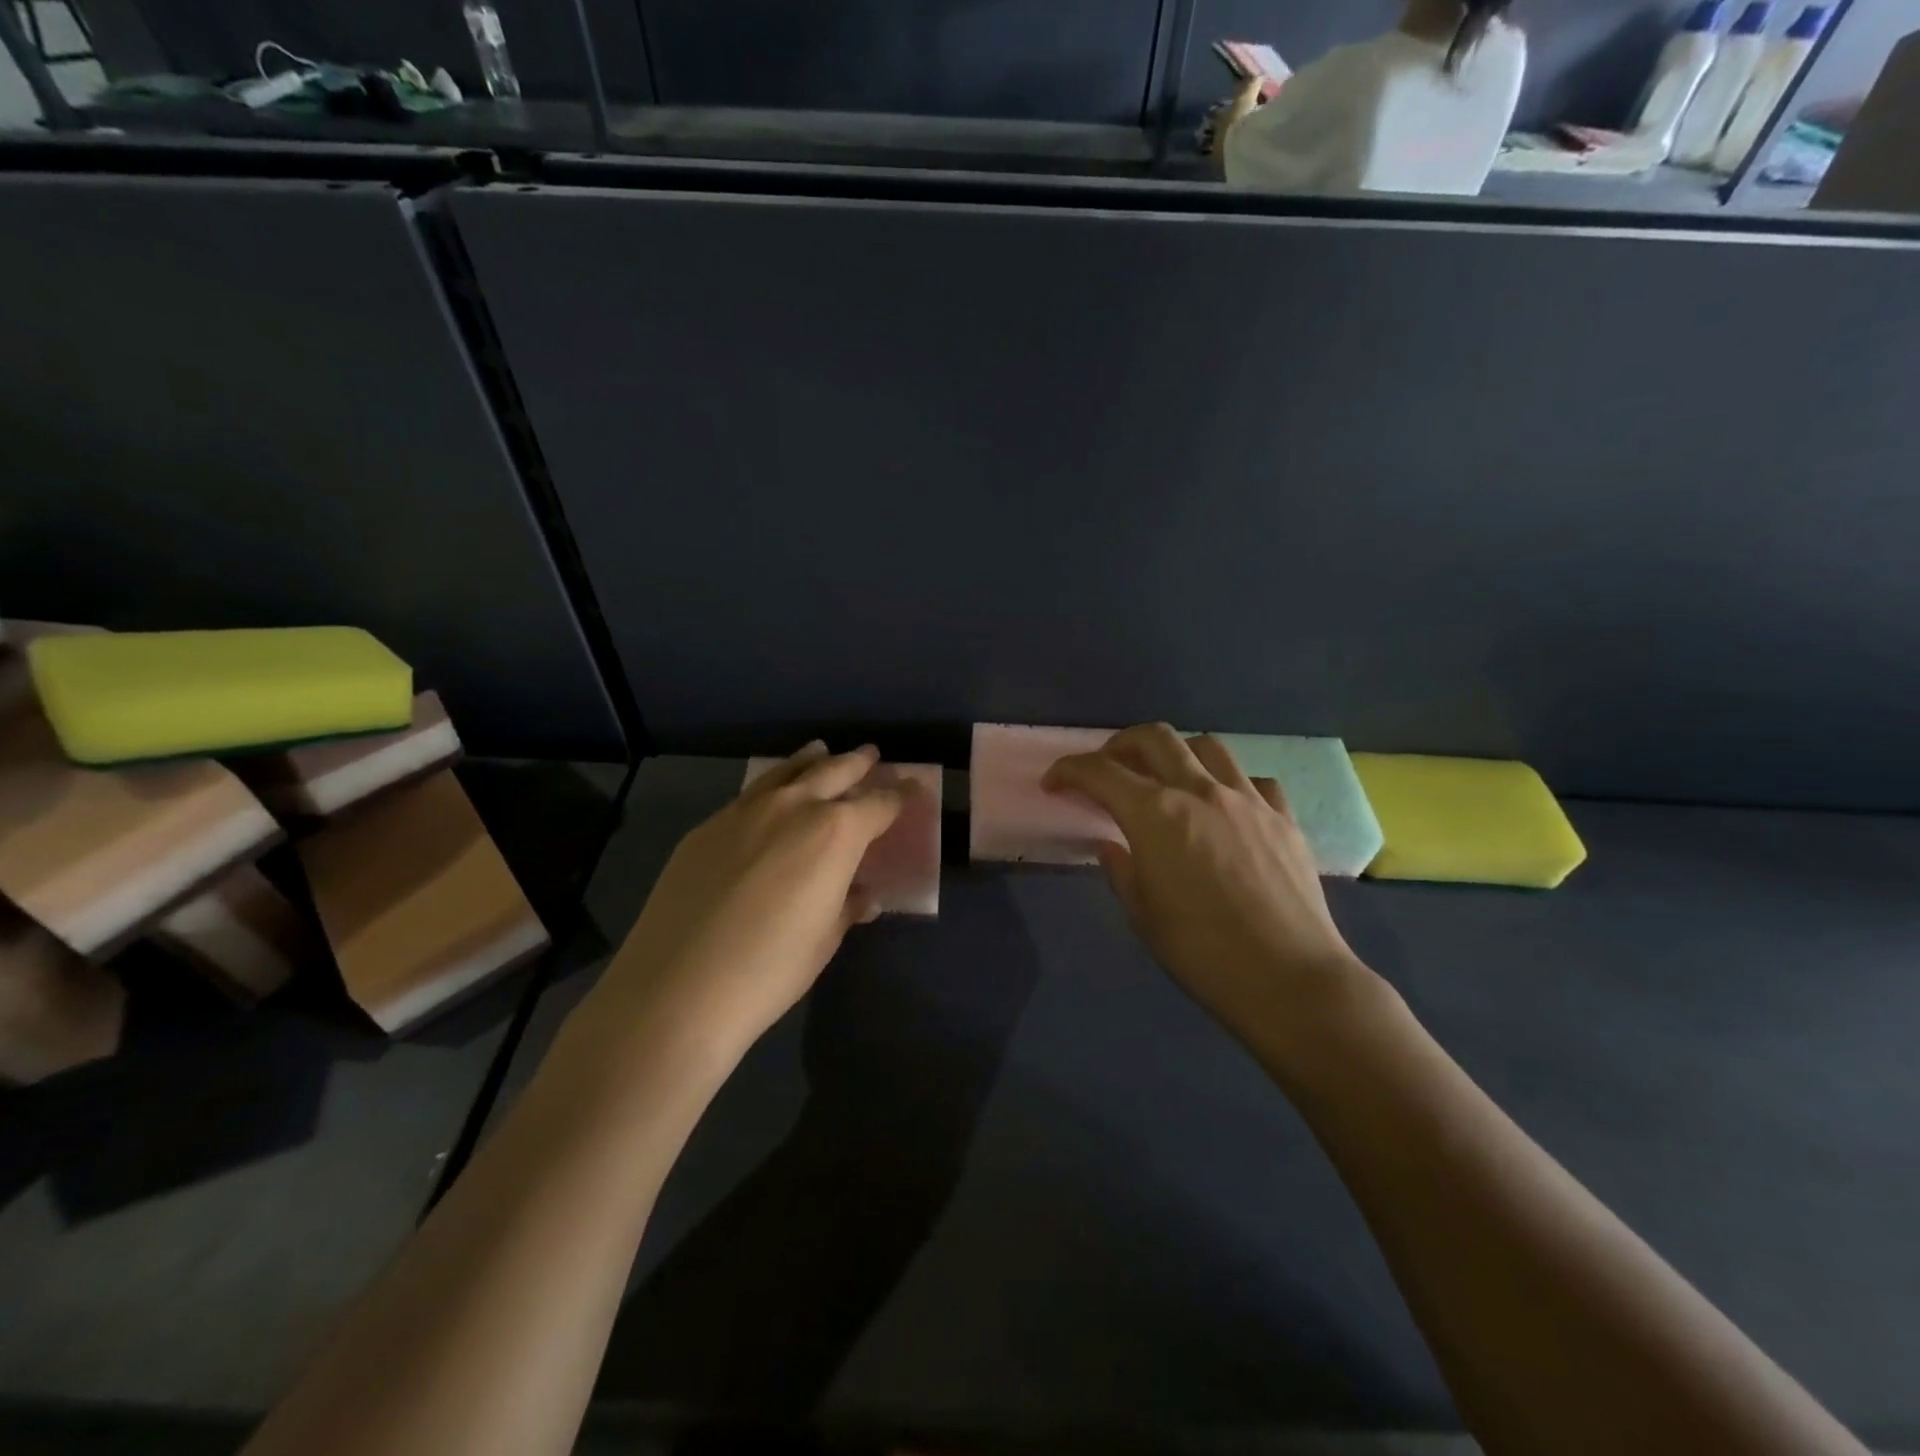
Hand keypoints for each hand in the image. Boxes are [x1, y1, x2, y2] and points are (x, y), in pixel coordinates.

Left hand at [595, 743, 906, 1060]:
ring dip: (812, 760)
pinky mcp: (708, 825)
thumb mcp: (823, 939)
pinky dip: (774, 783)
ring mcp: (746, 811)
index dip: (901, 796)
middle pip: (835, 771)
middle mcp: (795, 807)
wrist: (677, 987)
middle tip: (873, 757)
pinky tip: (772, 793)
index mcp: (836, 833)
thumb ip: (847, 906)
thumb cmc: (770, 970)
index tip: (915, 788)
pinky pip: (752, 792)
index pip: (879, 804)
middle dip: (859, 763)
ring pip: (788, 771)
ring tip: (822, 750)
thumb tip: (862, 895)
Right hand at [1044, 724, 1386, 1051]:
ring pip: (1207, 747)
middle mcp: (1199, 791)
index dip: (1069, 770)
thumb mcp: (1142, 915)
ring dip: (1177, 753)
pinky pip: (1253, 781)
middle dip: (1120, 744)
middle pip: (1154, 738)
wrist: (1288, 979)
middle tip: (1108, 767)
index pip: (1100, 772)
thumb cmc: (1201, 952)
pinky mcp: (1284, 818)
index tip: (1054, 783)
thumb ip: (1121, 870)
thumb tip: (1112, 846)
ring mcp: (1247, 799)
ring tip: (1168, 779)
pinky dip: (1230, 784)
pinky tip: (1227, 807)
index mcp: (1154, 814)